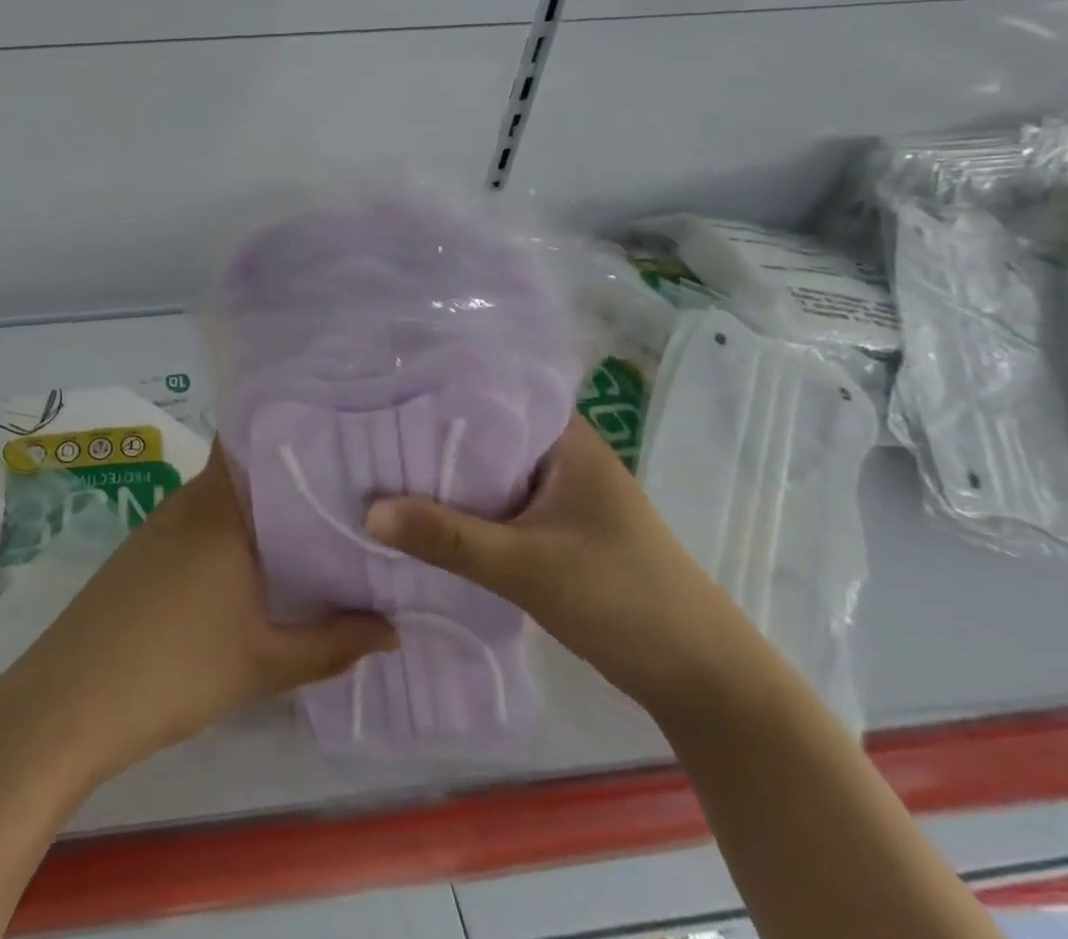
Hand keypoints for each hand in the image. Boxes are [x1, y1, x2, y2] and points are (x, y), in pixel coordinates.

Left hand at [0, 446, 396, 784]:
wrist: (71, 698)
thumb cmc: (176, 670)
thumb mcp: (264, 663)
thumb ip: (334, 643)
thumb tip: (392, 628)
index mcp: (222, 506)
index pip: (258, 439)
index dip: (298, 430)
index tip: (344, 437)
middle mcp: (191, 498)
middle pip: (247, 467)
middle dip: (293, 475)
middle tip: (350, 490)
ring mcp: (163, 521)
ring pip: (223, 496)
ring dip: (262, 506)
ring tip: (319, 523)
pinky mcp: (145, 547)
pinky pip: (201, 520)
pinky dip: (232, 529)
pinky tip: (259, 561)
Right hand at [364, 415, 755, 716]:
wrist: (703, 680)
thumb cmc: (623, 598)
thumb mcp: (527, 566)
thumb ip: (448, 539)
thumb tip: (367, 513)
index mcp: (565, 437)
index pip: (489, 391)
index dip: (435, 388)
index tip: (379, 388)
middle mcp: (560, 453)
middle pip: (481, 432)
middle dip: (428, 435)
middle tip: (363, 429)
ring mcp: (558, 492)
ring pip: (485, 471)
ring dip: (443, 476)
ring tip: (378, 465)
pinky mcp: (553, 528)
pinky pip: (494, 503)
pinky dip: (462, 507)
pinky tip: (420, 513)